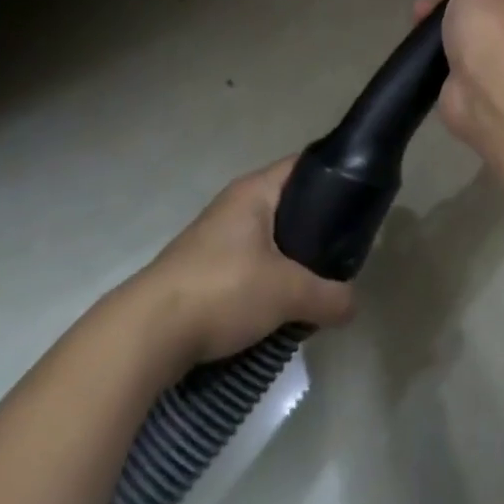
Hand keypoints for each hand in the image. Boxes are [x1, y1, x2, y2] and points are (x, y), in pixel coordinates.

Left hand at [128, 158, 355, 367]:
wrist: (142, 337)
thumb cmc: (222, 290)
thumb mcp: (288, 293)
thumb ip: (329, 296)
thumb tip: (352, 306)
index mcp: (254, 192)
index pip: (304, 166)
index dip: (335, 175)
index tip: (361, 199)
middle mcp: (233, 207)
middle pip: (289, 206)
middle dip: (317, 229)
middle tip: (344, 250)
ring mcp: (213, 241)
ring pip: (268, 242)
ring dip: (291, 262)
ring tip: (317, 284)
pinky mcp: (200, 274)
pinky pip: (247, 269)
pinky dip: (266, 284)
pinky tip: (280, 307)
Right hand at [414, 0, 503, 150]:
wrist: (488, 88)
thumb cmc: (492, 23)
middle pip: (480, 11)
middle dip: (449, 1)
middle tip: (429, 1)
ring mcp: (496, 66)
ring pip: (462, 38)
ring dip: (436, 27)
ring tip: (417, 20)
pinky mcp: (472, 91)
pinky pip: (449, 67)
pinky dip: (433, 59)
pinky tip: (419, 52)